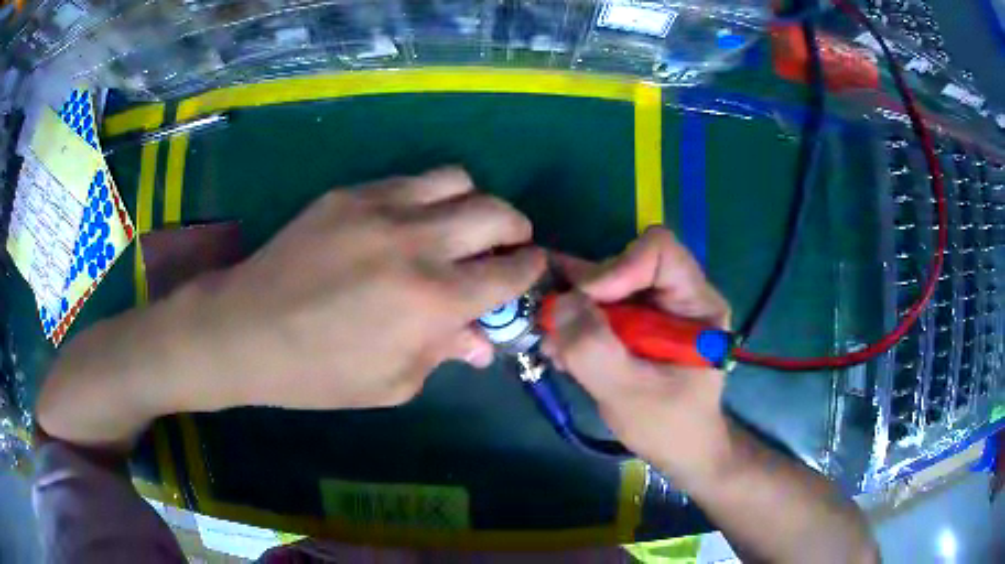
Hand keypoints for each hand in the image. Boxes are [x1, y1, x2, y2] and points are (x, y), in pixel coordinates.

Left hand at [37, 168, 545, 446]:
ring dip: (473, 202)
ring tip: (461, 224)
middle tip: (508, 244)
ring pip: (457, 180)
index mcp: (432, 300)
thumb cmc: (318, 374)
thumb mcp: (393, 383)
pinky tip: (411, 221)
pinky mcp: (350, 193)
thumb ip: (444, 353)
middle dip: (516, 228)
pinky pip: (409, 180)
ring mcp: (380, 207)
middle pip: (496, 212)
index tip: (534, 269)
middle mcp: (417, 242)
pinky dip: (428, 197)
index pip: (509, 271)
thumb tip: (481, 340)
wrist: (245, 331)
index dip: (531, 269)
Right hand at [543, 226, 730, 478]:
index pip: (659, 252)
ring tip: (552, 342)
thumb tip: (559, 302)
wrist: (679, 451)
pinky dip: (575, 322)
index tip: (586, 304)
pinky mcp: (637, 324)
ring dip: (573, 309)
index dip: (617, 268)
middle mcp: (679, 295)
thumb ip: (594, 350)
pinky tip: (562, 349)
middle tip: (551, 325)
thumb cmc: (668, 427)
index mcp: (697, 304)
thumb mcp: (630, 394)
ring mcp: (656, 308)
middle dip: (585, 293)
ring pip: (606, 284)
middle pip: (625, 264)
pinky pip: (599, 306)